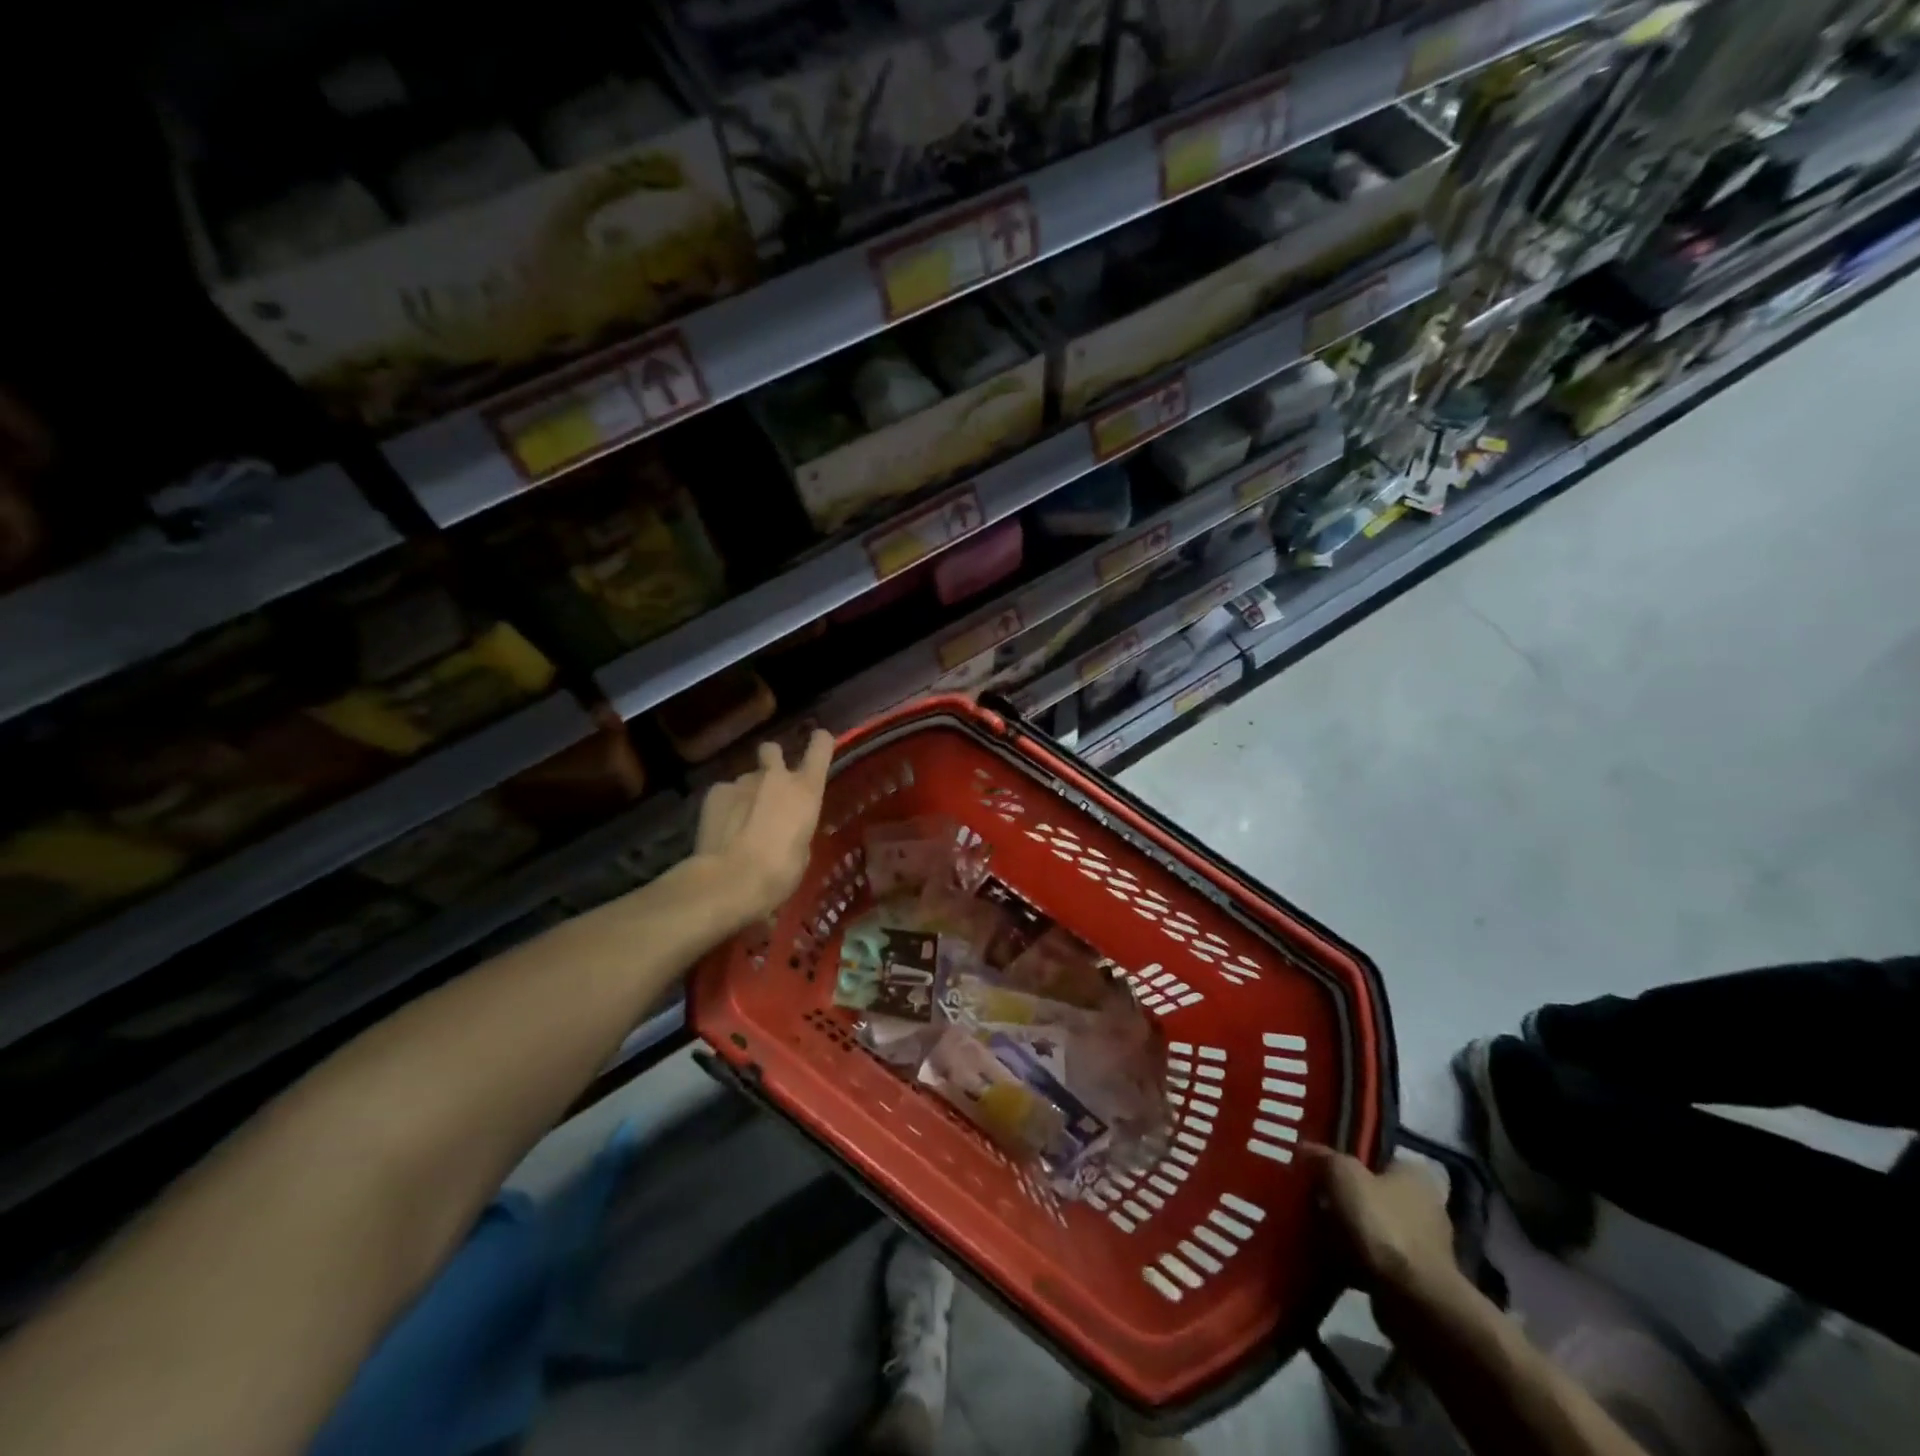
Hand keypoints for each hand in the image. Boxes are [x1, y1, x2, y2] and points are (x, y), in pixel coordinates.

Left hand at [694, 730, 833, 927]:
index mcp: (806, 790)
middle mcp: (775, 776)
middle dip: (772, 760)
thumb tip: (787, 823)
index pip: (820, 748)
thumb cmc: (779, 872)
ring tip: (741, 821)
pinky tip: (722, 829)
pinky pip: (725, 793)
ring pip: (747, 778)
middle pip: (773, 749)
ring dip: (747, 793)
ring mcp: (742, 781)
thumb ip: (797, 826)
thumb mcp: (802, 851)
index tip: (819, 741)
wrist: (730, 880)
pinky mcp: (715, 792)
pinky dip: (725, 806)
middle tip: (770, 784)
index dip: (820, 742)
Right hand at [1306, 1145, 1465, 1308]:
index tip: (1320, 1168)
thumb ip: (1324, 1157)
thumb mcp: (1343, 1175)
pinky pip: (1373, 1259)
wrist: (1414, 1300)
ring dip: (1345, 1231)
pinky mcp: (1413, 1280)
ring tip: (1311, 1229)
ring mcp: (1421, 1247)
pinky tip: (1326, 1259)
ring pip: (1370, 1228)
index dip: (1349, 1160)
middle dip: (1343, 1198)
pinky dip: (1352, 1259)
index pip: (1378, 1158)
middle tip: (1310, 1198)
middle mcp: (1424, 1207)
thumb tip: (1305, 1148)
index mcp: (1414, 1176)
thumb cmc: (1382, 1224)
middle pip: (1372, 1194)